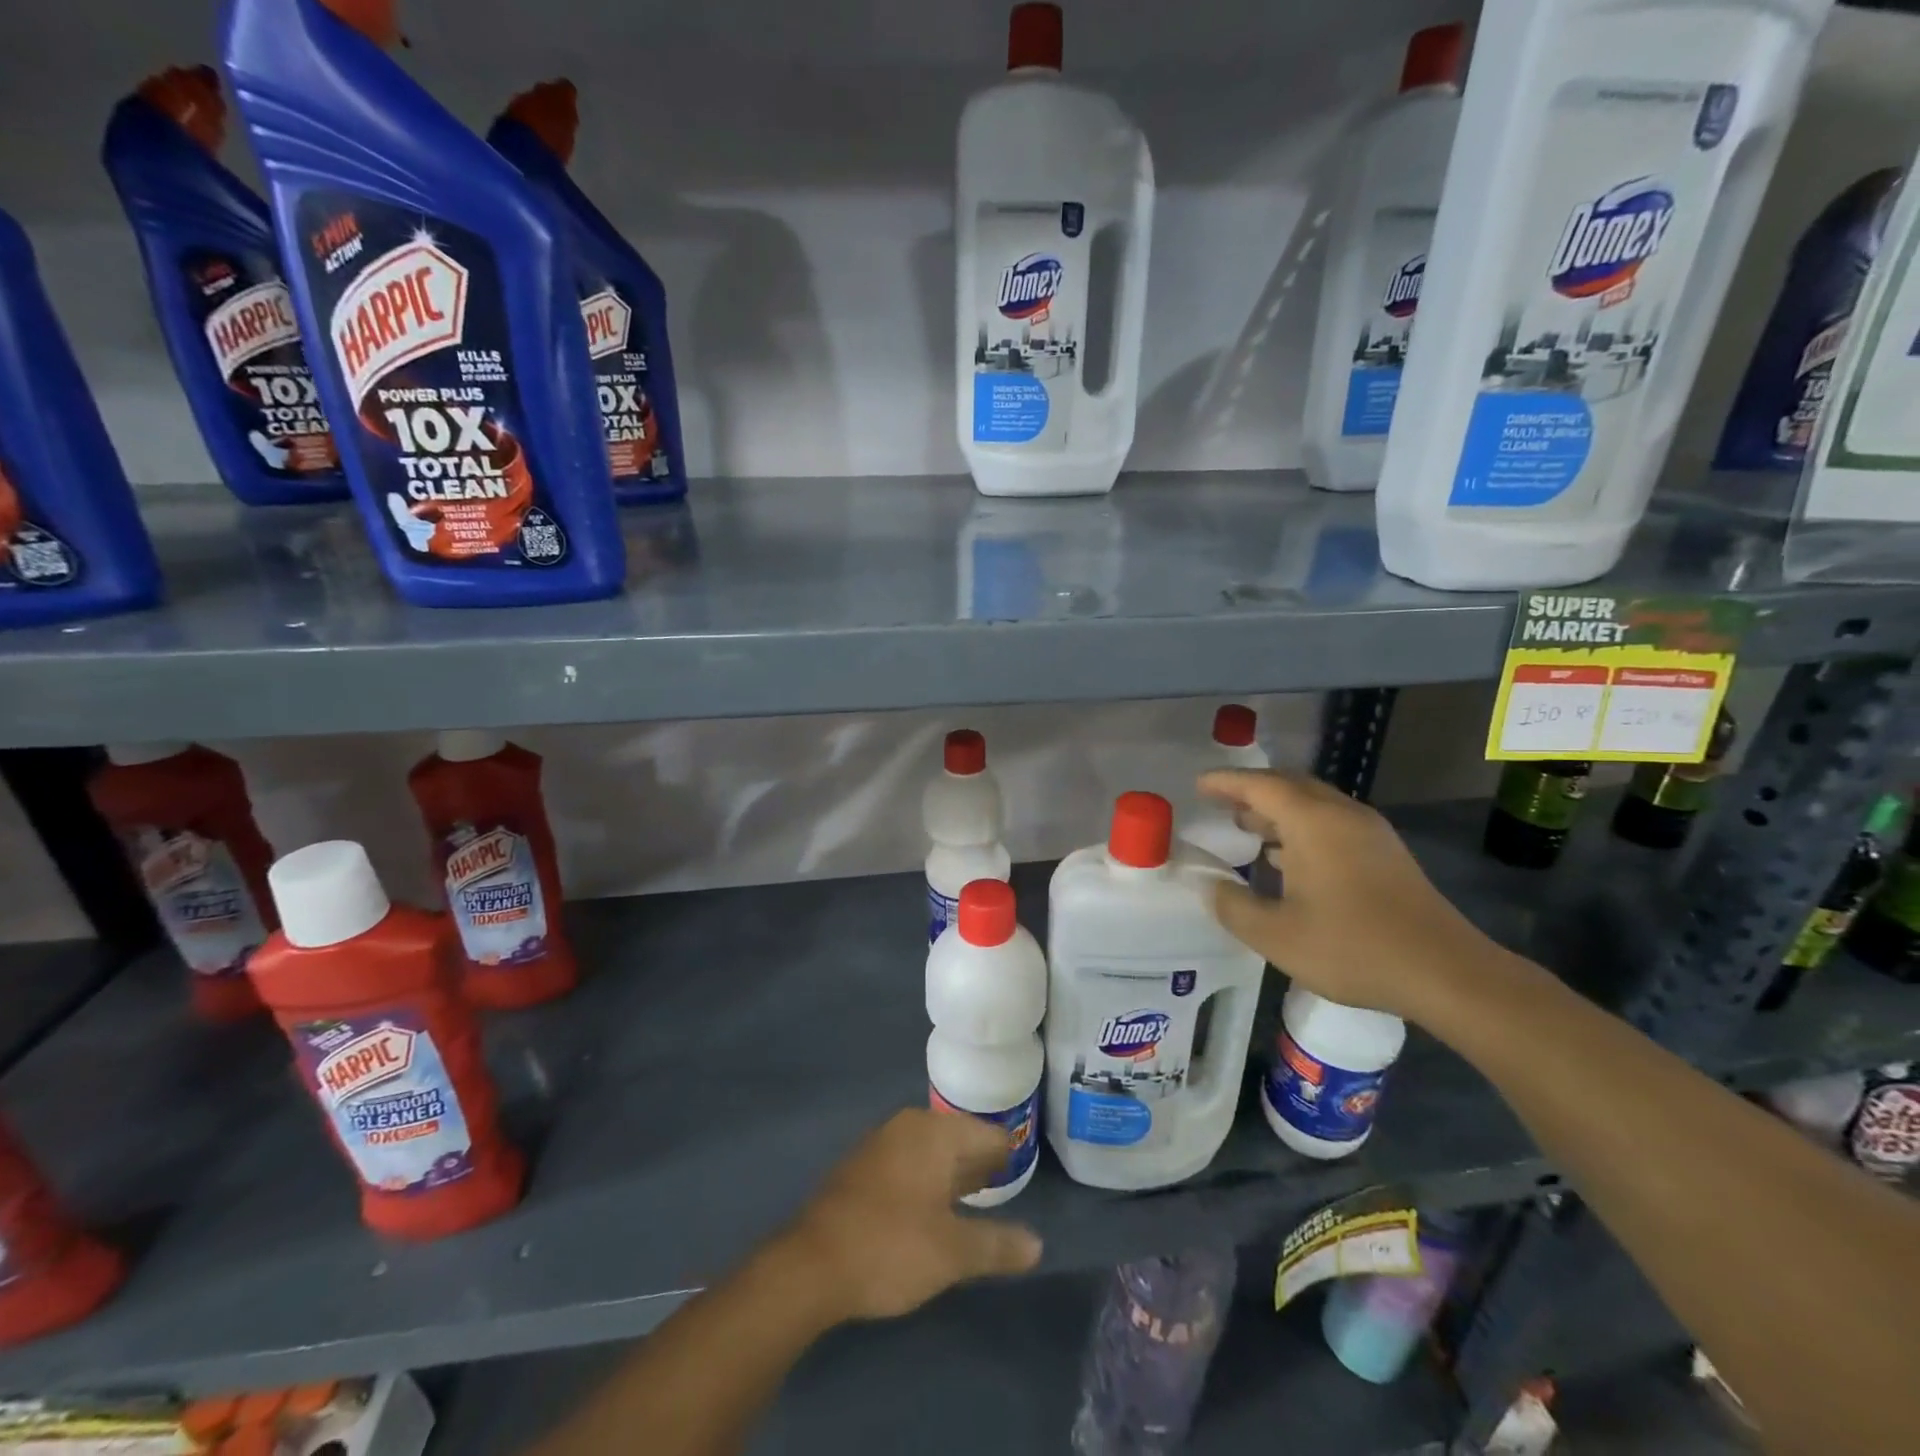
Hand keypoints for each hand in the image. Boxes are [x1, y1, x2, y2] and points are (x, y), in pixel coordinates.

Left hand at [782, 1109, 1042, 1322]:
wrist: (811, 1265)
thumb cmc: (891, 1247)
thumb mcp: (952, 1253)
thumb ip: (997, 1245)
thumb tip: (1037, 1245)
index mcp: (935, 1132)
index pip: (988, 1133)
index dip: (1008, 1156)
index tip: (1022, 1177)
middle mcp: (908, 1126)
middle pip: (959, 1138)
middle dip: (980, 1164)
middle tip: (1004, 1189)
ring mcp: (881, 1144)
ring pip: (931, 1151)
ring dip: (952, 1174)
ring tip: (974, 1201)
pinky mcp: (861, 1167)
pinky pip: (908, 1164)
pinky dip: (926, 1181)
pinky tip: (931, 1211)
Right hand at [1198, 769, 1499, 1023]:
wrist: (1446, 972)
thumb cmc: (1353, 947)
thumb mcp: (1276, 935)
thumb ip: (1233, 906)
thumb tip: (1210, 885)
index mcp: (1312, 822)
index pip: (1259, 785)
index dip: (1225, 782)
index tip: (1199, 784)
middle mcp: (1341, 814)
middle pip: (1289, 785)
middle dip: (1252, 790)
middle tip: (1221, 803)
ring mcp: (1369, 832)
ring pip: (1314, 804)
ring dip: (1278, 809)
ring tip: (1248, 827)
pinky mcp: (1386, 853)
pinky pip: (1332, 822)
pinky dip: (1301, 826)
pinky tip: (1289, 857)